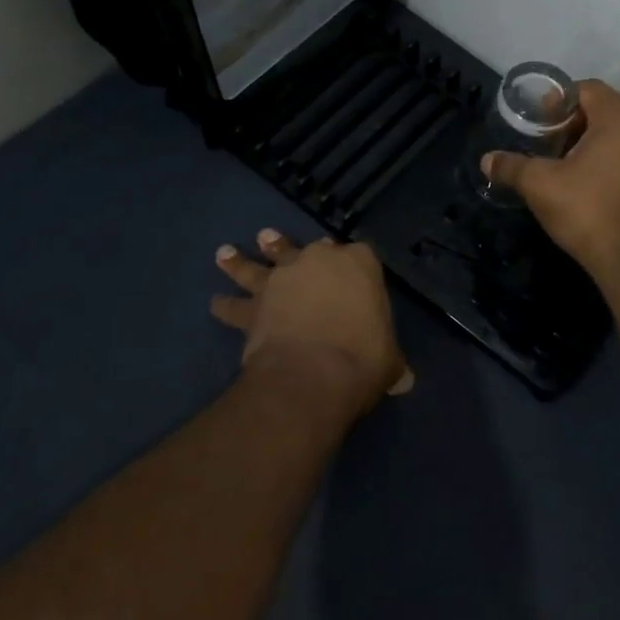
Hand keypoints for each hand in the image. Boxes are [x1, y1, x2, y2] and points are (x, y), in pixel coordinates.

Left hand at [212, 230, 414, 429]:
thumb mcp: (389, 360)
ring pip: (260, 265)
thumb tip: (404, 380)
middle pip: (305, 249)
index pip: (359, 254)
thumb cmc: (363, 357)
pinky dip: (225, 306)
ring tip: (226, 253)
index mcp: (360, 264)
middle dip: (289, 246)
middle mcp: (317, 262)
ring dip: (242, 261)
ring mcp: (282, 281)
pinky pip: (235, 305)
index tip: (352, 272)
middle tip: (273, 238)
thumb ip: (392, 362)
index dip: (355, 263)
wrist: (314, 373)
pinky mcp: (255, 307)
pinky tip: (214, 304)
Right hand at [481, 80, 619, 287]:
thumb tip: (486, 160)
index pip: (588, 89)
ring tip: (570, 164)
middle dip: (576, 122)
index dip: (559, 103)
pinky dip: (616, 157)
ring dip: (596, 140)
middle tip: (551, 145)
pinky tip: (595, 182)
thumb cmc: (587, 211)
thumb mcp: (540, 185)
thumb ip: (512, 166)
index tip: (540, 125)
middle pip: (607, 108)